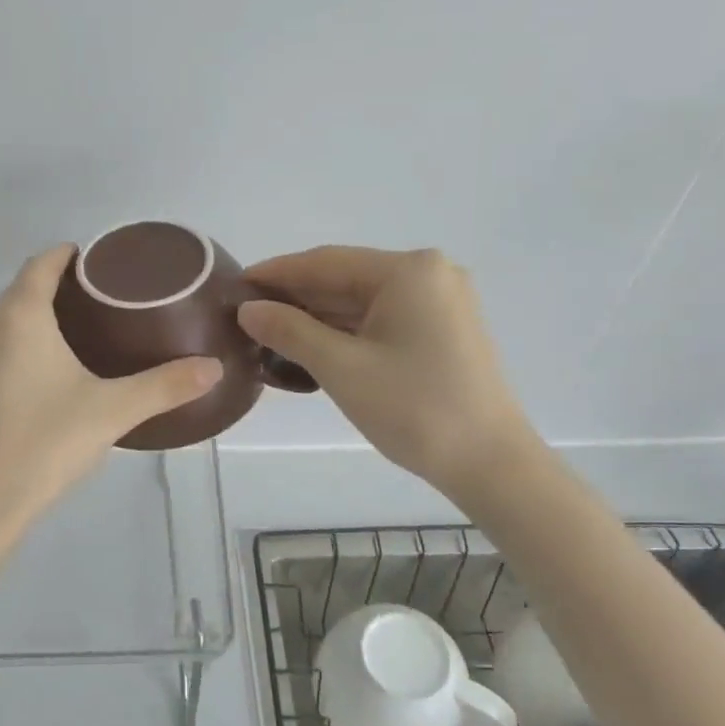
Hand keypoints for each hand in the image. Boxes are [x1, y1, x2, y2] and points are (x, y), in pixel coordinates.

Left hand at [0, 246, 222, 539]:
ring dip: (44, 315)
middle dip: (64, 286)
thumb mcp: (112, 411)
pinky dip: (27, 342)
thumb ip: (165, 385)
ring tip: (92, 330)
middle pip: (26, 288)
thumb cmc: (43, 443)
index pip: (43, 262)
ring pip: (10, 318)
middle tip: (113, 300)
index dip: (72, 255)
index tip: (107, 262)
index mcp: (18, 316)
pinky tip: (56, 369)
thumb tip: (214, 367)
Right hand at [238, 247, 537, 498]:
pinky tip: (311, 346)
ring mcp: (440, 302)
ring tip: (269, 334)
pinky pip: (382, 319)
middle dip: (295, 298)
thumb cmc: (414, 408)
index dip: (276, 274)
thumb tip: (248, 309)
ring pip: (362, 301)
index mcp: (408, 271)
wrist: (490, 463)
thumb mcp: (341, 368)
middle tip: (246, 316)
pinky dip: (346, 331)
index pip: (325, 262)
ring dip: (318, 317)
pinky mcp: (443, 330)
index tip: (234, 285)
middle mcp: (428, 274)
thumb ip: (289, 331)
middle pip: (345, 278)